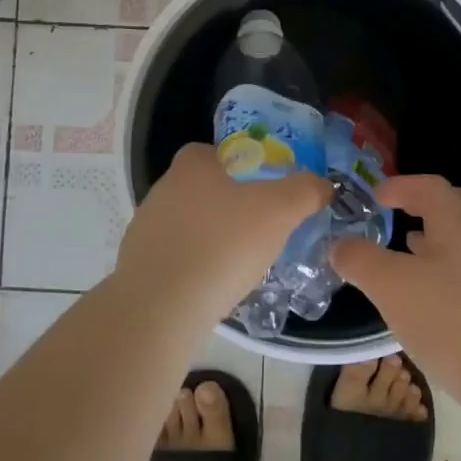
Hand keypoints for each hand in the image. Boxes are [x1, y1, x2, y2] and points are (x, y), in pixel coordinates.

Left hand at [114, 143, 331, 329]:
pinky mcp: (137, 265)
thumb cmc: (222, 245)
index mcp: (192, 165)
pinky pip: (175, 258)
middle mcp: (163, 188)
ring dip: (211, 239)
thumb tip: (323, 185)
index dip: (244, 167)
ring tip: (239, 265)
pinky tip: (212, 288)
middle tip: (260, 229)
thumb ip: (304, 191)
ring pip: (189, 225)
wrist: (160, 308)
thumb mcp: (279, 211)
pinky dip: (194, 267)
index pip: (218, 152)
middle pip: (204, 188)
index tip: (264, 192)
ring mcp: (145, 227)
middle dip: (230, 206)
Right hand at [331, 175, 460, 413]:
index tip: (376, 196)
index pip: (431, 187)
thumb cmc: (451, 321)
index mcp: (459, 225)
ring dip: (438, 239)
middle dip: (430, 204)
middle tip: (403, 213)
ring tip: (409, 254)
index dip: (401, 186)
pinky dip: (447, 271)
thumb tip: (339, 245)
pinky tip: (428, 298)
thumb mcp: (391, 287)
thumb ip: (361, 260)